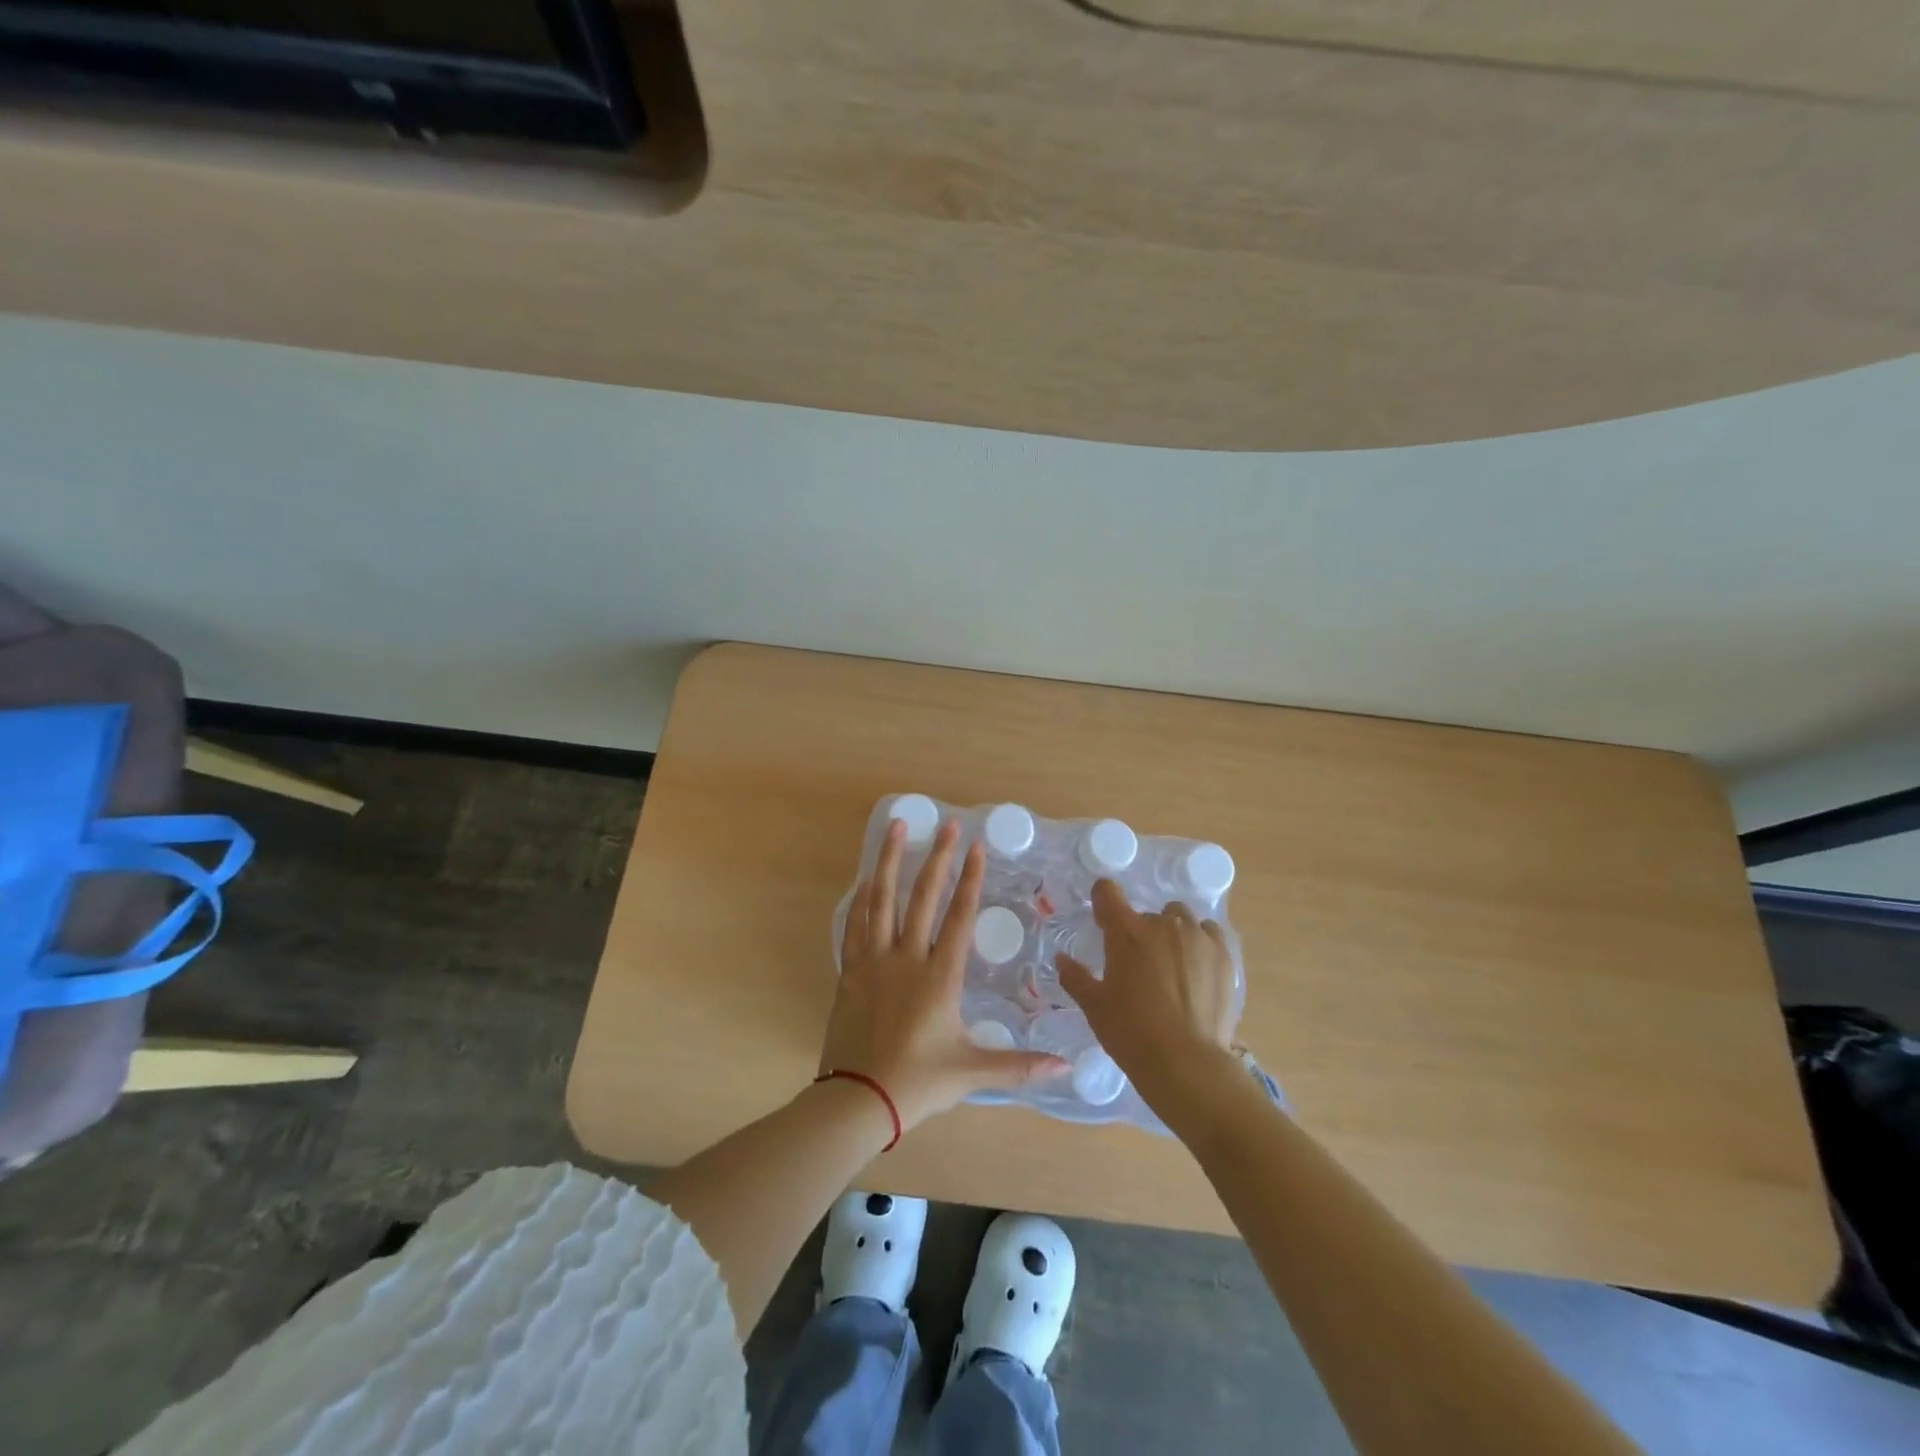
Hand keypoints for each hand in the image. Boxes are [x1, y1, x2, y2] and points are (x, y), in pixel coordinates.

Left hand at [824, 817, 1066, 1130]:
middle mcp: (907, 958)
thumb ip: (1019, 1065)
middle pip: (923, 897)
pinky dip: (861, 899)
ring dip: (891, 861)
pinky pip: (854, 925)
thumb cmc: (919, 1082)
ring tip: (897, 827)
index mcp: (940, 976)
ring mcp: (874, 961)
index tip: (976, 846)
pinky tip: (866, 878)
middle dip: (938, 858)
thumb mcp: (972, 1071)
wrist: (858, 1100)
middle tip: (947, 824)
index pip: (959, 916)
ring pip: (882, 900)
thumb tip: (1065, 1068)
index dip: (970, 879)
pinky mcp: (850, 972)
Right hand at [1057, 879, 1237, 1104]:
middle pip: (1146, 914)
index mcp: (1126, 932)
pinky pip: (1209, 931)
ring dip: (1172, 932)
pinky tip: (1198, 966)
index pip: (1108, 892)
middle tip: (1140, 966)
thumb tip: (1061, 959)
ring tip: (1172, 964)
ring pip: (1180, 918)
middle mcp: (1162, 924)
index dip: (1103, 900)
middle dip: (1140, 933)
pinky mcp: (1223, 953)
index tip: (1104, 917)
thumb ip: (1075, 977)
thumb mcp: (1094, 1006)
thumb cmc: (1131, 1032)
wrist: (1186, 1062)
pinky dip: (1200, 940)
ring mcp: (1196, 936)